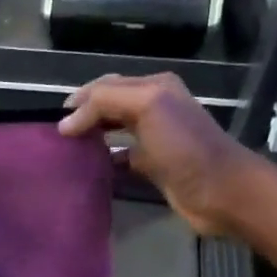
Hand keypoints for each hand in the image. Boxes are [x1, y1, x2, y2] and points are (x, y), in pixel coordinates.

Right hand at [59, 73, 252, 235]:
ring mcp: (155, 138)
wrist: (220, 191)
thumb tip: (67, 122)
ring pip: (115, 130)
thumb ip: (106, 102)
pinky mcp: (155, 166)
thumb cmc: (184, 146)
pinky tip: (91, 168)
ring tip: (68, 149)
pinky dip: (106, 160)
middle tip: (58, 134)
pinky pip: (123, 158)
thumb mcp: (148, 107)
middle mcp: (155, 108)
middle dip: (85, 114)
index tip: (56, 120)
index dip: (81, 98)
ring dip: (93, 135)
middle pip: (110, 105)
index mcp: (155, 87)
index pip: (108, 85)